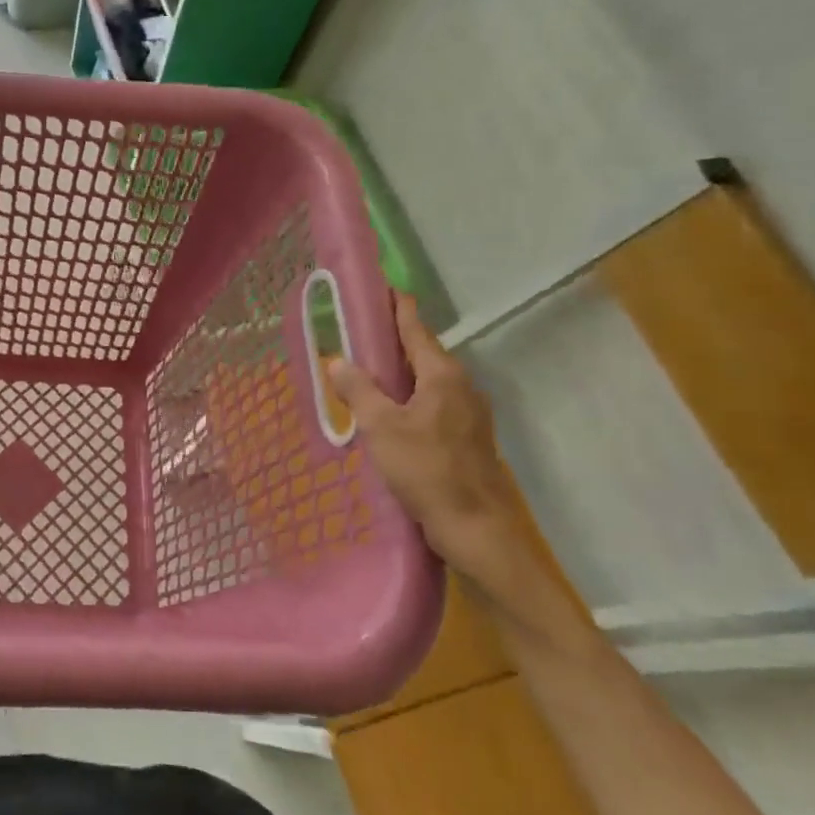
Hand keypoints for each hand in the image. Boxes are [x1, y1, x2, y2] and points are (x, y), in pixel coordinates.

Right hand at [326, 293, 556, 619]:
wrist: (477, 529)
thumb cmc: (428, 470)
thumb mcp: (382, 427)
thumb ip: (359, 390)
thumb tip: (337, 360)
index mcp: (442, 375)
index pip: (415, 327)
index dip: (395, 305)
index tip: (380, 285)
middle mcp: (460, 386)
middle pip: (421, 351)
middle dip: (390, 338)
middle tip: (356, 328)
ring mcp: (467, 413)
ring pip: (425, 379)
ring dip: (396, 370)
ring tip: (363, 368)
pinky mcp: (464, 437)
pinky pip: (429, 401)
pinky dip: (405, 395)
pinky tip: (385, 410)